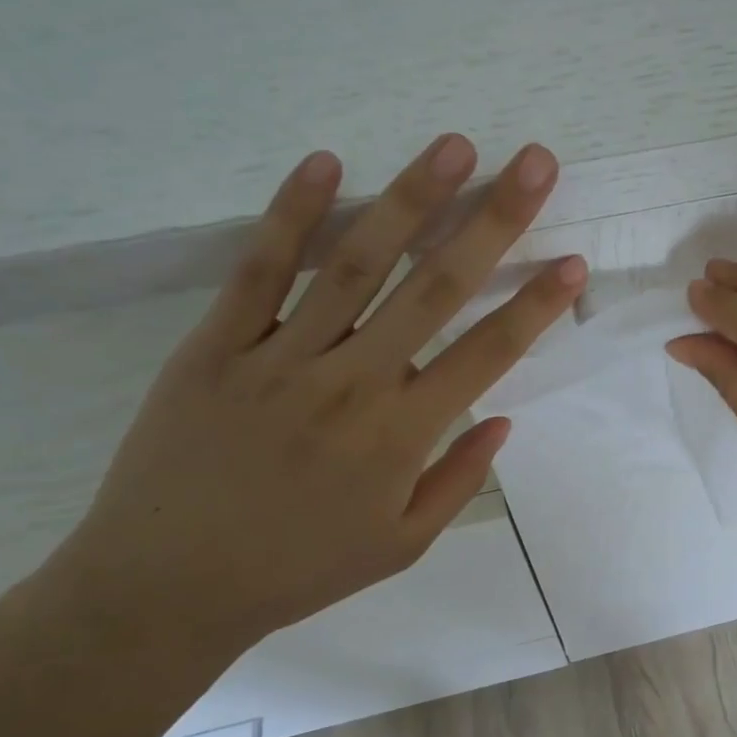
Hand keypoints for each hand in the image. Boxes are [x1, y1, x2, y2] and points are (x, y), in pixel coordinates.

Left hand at [37, 136, 585, 656]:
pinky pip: (260, 270)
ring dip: (411, 199)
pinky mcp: (216, 345)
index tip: (572, 260)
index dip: (536, 305)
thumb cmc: (297, 570)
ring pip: (357, 264)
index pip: (488, 354)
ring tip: (453, 146)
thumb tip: (502, 420)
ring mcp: (281, 358)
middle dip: (494, 220)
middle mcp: (353, 383)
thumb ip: (458, 480)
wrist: (164, 590)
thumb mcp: (400, 546)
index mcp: (402, 436)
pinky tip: (327, 164)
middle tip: (534, 163)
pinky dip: (292, 214)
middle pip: (436, 288)